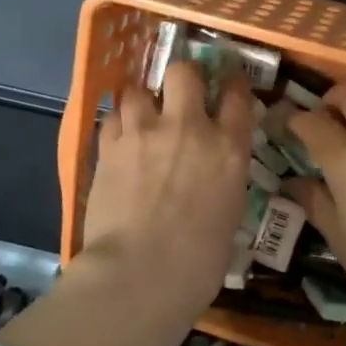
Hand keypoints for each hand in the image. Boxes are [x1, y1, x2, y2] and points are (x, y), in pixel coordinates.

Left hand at [79, 59, 254, 313]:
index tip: (228, 86)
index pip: (237, 96)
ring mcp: (144, 133)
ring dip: (142, 100)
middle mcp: (188, 128)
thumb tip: (213, 177)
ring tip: (141, 117)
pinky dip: (117, 125)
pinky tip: (119, 140)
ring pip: (138, 89)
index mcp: (228, 149)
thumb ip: (223, 182)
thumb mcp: (229, 216)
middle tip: (179, 93)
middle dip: (183, 77)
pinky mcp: (108, 147)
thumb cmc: (198, 262)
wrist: (141, 273)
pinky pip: (111, 118)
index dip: (233, 85)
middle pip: (184, 73)